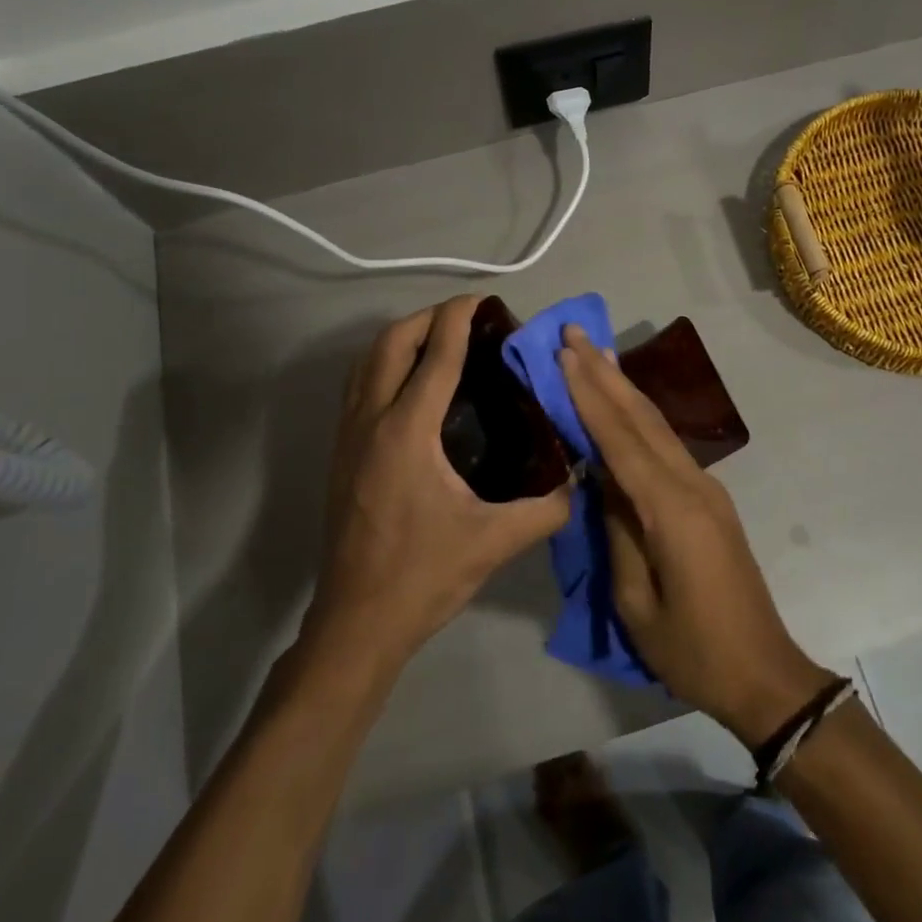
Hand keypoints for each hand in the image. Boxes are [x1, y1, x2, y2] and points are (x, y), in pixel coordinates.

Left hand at [303, 297, 571, 673]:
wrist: (358, 622)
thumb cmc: (423, 575)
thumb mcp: (494, 541)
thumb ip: (547, 508)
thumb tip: (581, 481)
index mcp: (407, 432)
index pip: (436, 356)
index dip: (458, 319)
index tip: (481, 299)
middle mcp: (371, 422)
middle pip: (390, 344)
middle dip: (426, 319)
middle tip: (464, 318)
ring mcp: (348, 437)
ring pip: (366, 363)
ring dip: (400, 339)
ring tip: (438, 341)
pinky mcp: (340, 455)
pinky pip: (358, 387)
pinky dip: (384, 366)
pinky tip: (411, 386)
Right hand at [557, 325, 833, 746]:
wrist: (763, 672)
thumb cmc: (693, 649)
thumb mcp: (636, 602)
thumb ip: (617, 532)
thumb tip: (601, 480)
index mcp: (671, 509)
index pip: (620, 439)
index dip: (589, 395)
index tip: (563, 354)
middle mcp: (693, 484)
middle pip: (642, 418)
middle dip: (605, 373)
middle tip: (573, 333)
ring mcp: (706, 489)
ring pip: (657, 426)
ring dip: (623, 387)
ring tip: (595, 353)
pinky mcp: (709, 500)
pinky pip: (666, 447)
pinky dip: (639, 417)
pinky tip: (624, 404)